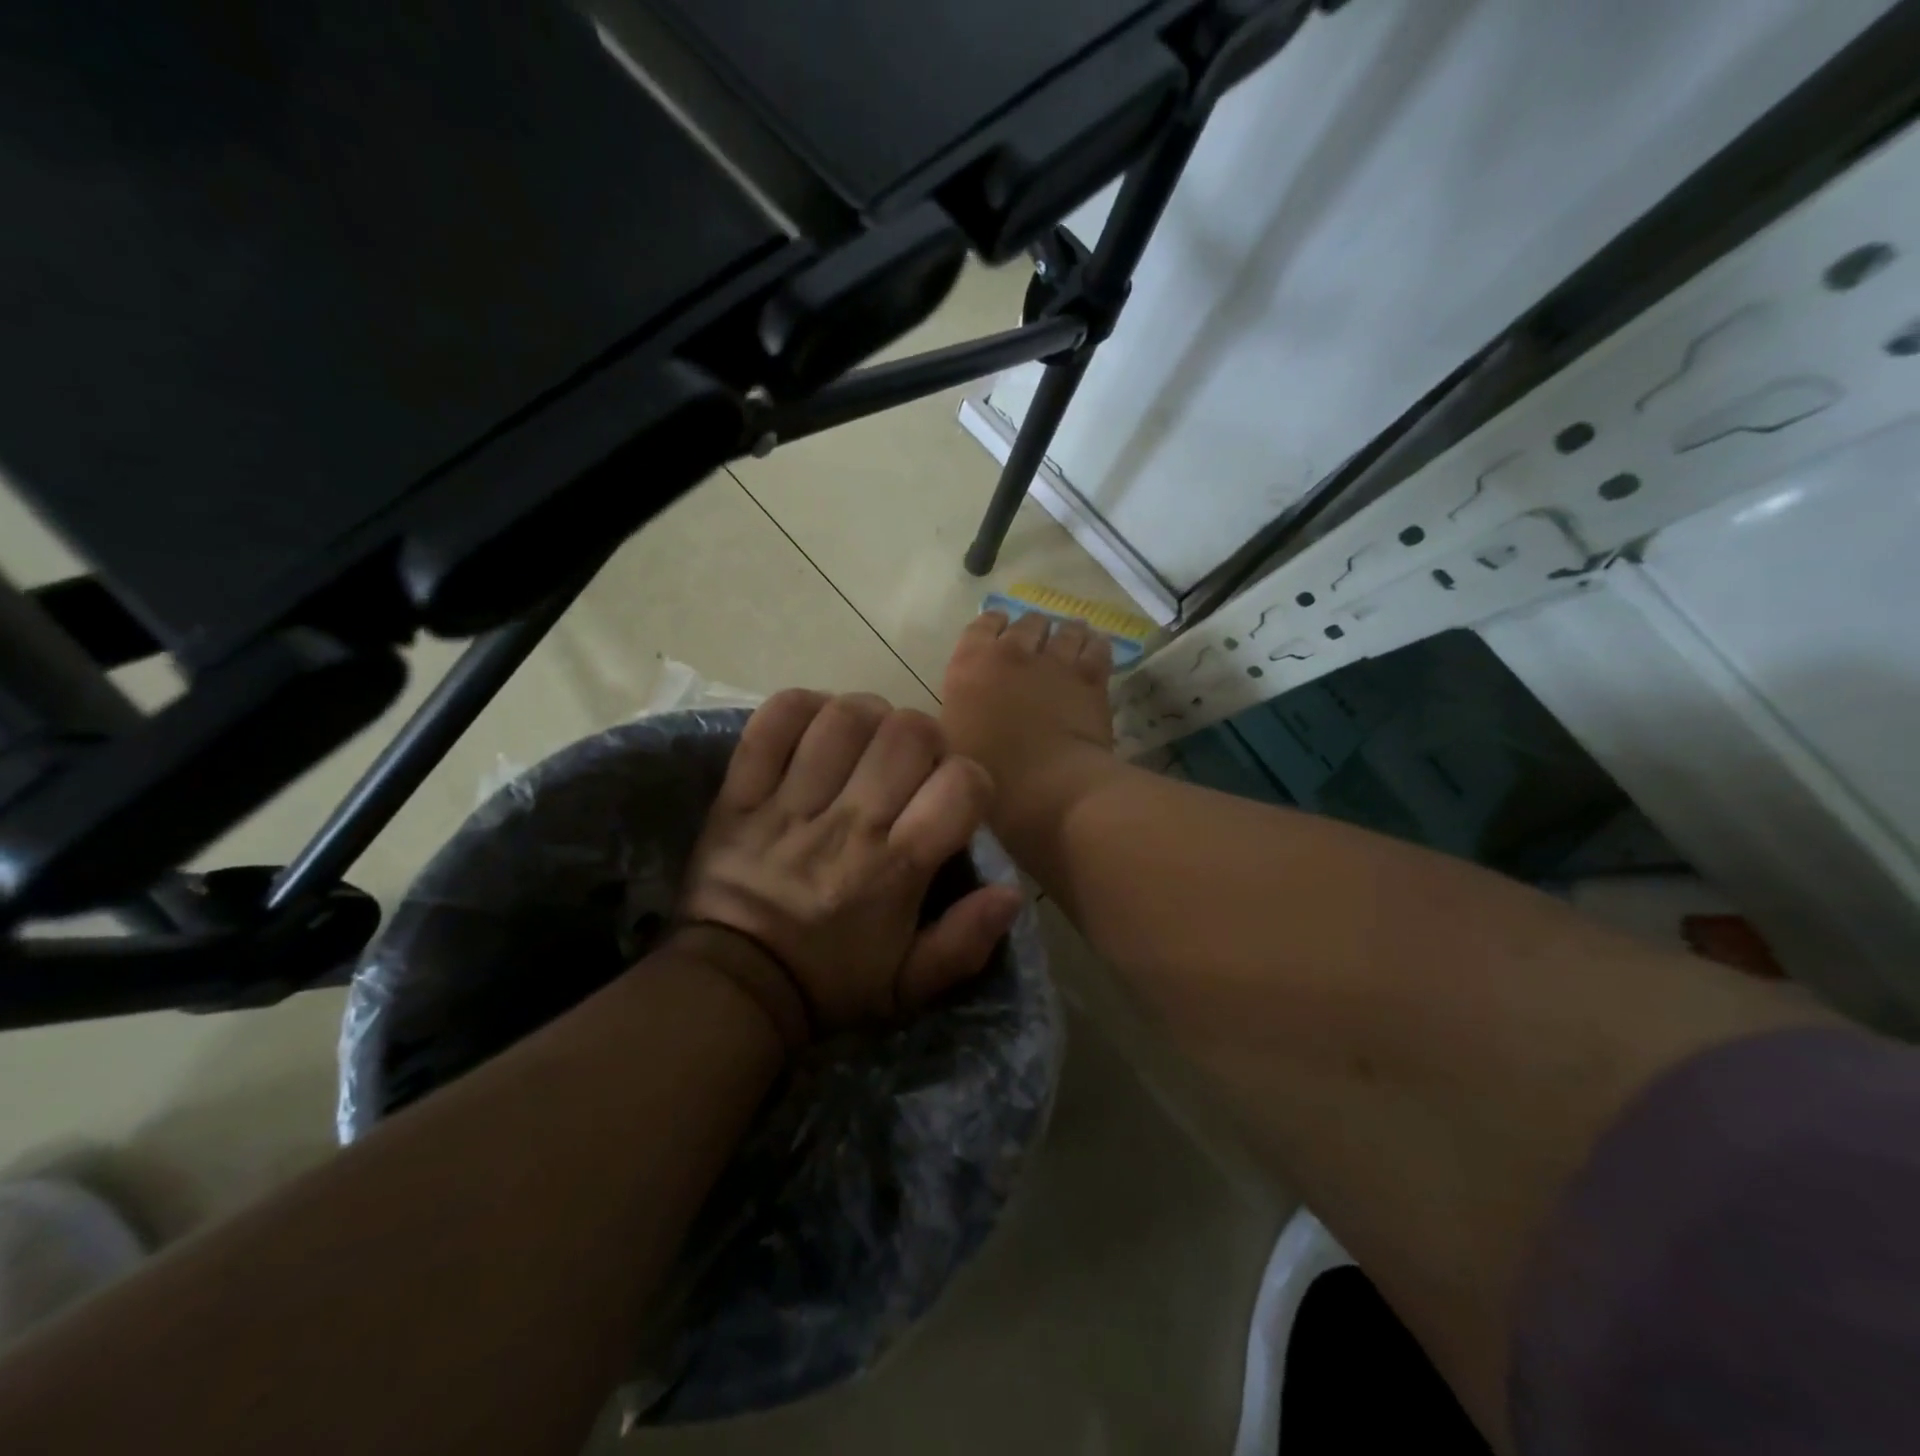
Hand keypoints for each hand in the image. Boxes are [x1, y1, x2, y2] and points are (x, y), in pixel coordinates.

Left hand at [677, 691, 1023, 1042]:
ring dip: (868, 716)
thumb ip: (965, 943)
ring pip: (845, 718)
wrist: (733, 988)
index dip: (972, 781)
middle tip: (911, 764)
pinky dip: (800, 708)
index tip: (955, 800)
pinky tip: (815, 725)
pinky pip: (774, 723)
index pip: (961, 786)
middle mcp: (850, 825)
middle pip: (908, 734)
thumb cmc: (829, 983)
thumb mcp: (908, 986)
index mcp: (896, 869)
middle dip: (924, 738)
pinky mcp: (743, 794)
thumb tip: (1012, 892)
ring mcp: (792, 804)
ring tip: (866, 740)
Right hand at [941, 611, 1117, 809]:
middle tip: (1036, 643)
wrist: (1048, 786)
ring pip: (1065, 630)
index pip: (982, 625)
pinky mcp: (1091, 678)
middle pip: (1027, 623)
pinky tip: (1096, 646)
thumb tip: (965, 707)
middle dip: (1032, 629)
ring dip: (1066, 632)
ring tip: (1071, 636)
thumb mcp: (952, 743)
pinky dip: (1096, 644)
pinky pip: (1097, 648)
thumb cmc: (990, 775)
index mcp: (971, 665)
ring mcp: (1055, 662)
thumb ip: (959, 713)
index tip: (999, 634)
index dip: (993, 626)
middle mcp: (1012, 653)